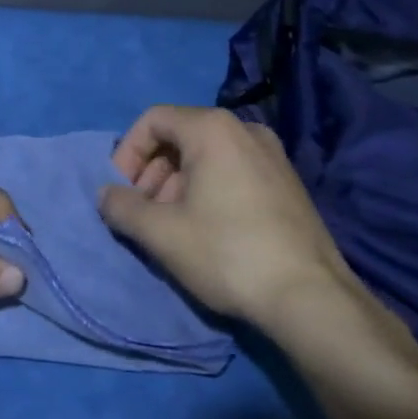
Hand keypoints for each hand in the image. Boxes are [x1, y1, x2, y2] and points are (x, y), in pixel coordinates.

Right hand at [97, 105, 358, 322]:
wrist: (311, 299)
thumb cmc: (227, 254)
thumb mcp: (161, 233)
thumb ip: (122, 207)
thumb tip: (105, 195)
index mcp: (213, 128)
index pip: (153, 119)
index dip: (128, 152)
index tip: (122, 191)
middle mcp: (245, 129)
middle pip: (180, 136)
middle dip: (152, 171)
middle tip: (144, 211)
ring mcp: (273, 155)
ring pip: (207, 156)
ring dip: (177, 183)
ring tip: (172, 225)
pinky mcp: (288, 183)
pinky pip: (234, 170)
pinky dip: (209, 189)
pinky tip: (207, 231)